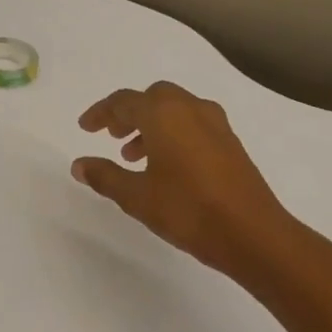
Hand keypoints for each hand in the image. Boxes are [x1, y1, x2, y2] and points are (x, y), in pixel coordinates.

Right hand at [72, 82, 292, 279]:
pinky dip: (172, 134)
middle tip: (111, 136)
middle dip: (129, 113)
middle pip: (153, 98)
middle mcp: (191, 109)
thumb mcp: (136, 196)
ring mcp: (216, 125)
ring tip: (133, 156)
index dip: (101, 113)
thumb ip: (105, 176)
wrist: (252, 233)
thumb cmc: (187, 210)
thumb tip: (79, 164)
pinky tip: (165, 166)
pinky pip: (193, 124)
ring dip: (150, 125)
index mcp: (164, 115)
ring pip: (175, 110)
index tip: (85, 128)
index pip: (124, 101)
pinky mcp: (230, 144)